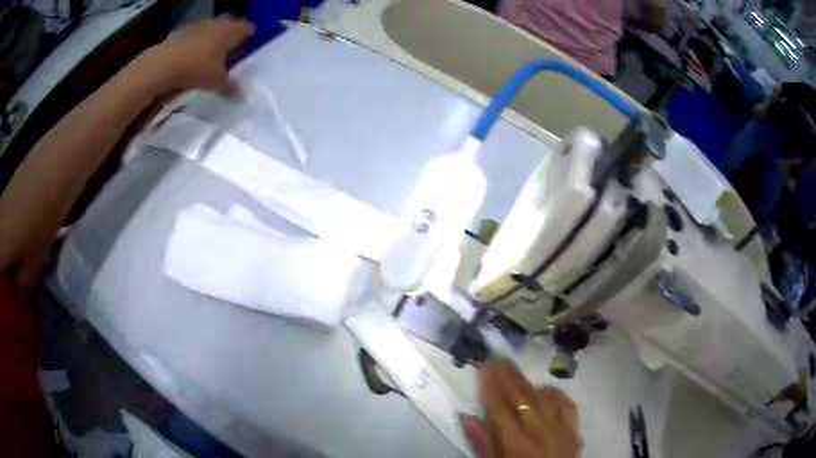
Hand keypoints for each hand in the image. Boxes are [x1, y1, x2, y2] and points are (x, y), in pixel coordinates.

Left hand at [137, 17, 254, 92]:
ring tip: (207, 53)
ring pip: (209, 28)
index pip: (247, 28)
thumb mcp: (216, 82)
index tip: (247, 46)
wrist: (162, 65)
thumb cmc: (196, 69)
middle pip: (228, 24)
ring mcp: (197, 25)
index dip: (248, 36)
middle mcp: (216, 23)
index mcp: (230, 31)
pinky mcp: (179, 32)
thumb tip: (241, 93)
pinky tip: (188, 57)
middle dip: (229, 34)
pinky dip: (192, 43)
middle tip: (229, 49)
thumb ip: (230, 85)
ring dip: (210, 37)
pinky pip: (191, 35)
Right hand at [461, 359, 578, 457]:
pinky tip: (546, 387)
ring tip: (514, 368)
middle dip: (507, 376)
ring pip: (542, 397)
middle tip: (497, 358)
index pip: (499, 406)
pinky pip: (567, 404)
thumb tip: (466, 417)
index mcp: (514, 440)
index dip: (491, 385)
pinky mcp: (573, 429)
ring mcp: (559, 427)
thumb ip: (481, 442)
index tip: (485, 365)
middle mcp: (537, 428)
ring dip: (527, 381)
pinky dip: (556, 394)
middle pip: (520, 397)